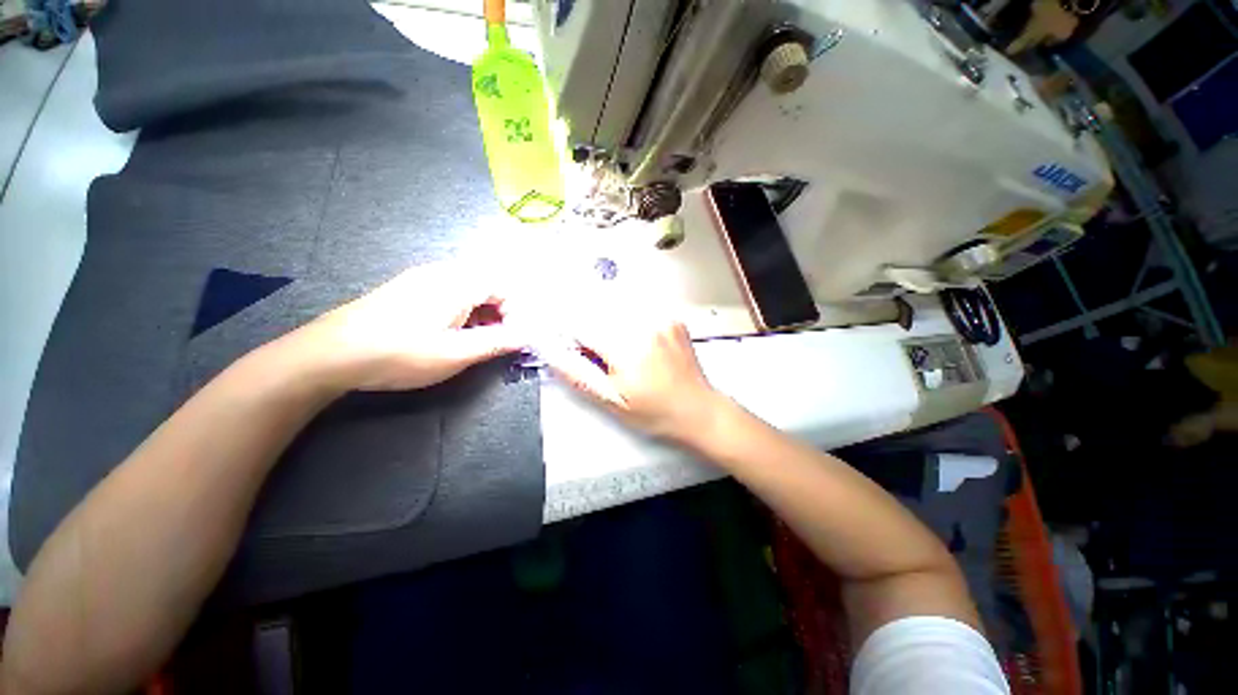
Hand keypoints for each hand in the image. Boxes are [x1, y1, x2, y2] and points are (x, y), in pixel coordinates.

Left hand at [283, 262, 526, 391]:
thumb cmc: (400, 353)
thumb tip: (527, 336)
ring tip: (474, 342)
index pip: (505, 286)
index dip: (516, 312)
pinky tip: (448, 334)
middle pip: (488, 286)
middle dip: (500, 314)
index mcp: (459, 282)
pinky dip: (461, 312)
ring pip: (469, 290)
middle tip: (496, 341)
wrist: (330, 353)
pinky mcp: (407, 289)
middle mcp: (443, 272)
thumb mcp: (456, 353)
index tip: (512, 338)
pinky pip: (449, 293)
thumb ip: (497, 342)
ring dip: (481, 314)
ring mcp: (422, 278)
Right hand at [546, 316, 723, 442]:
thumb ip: (577, 374)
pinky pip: (638, 308)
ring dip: (607, 320)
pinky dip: (628, 319)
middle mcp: (643, 326)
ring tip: (619, 351)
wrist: (697, 410)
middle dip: (588, 325)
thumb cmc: (657, 412)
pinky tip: (637, 344)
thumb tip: (551, 353)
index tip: (564, 339)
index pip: (580, 324)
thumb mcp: (611, 401)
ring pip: (617, 305)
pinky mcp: (671, 318)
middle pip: (598, 308)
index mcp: (625, 348)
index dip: (567, 331)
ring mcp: (660, 319)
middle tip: (597, 351)